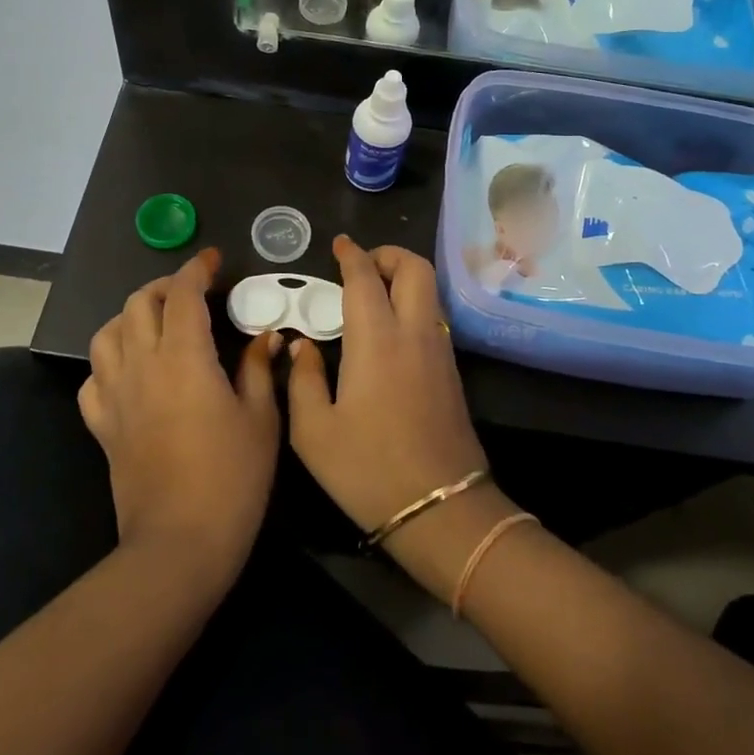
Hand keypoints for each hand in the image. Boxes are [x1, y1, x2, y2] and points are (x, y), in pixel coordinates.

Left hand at [80, 249, 282, 585]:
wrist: (179, 543)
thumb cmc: (232, 478)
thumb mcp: (261, 419)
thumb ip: (258, 369)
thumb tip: (266, 336)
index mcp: (184, 358)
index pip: (183, 294)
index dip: (197, 269)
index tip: (213, 260)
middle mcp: (142, 365)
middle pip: (139, 303)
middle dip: (164, 286)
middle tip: (191, 291)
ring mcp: (115, 395)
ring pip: (108, 333)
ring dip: (132, 316)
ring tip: (157, 322)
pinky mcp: (102, 425)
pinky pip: (93, 378)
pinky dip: (110, 362)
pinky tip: (130, 371)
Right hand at [286, 236, 491, 541]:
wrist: (441, 509)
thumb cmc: (368, 470)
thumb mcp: (313, 432)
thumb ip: (303, 379)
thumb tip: (301, 345)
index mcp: (376, 340)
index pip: (366, 278)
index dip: (352, 255)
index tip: (340, 244)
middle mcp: (414, 334)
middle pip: (415, 269)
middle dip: (389, 255)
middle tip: (362, 264)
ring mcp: (440, 352)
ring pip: (429, 292)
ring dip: (404, 278)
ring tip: (373, 294)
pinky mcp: (452, 373)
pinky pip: (433, 318)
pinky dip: (412, 305)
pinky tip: (389, 331)